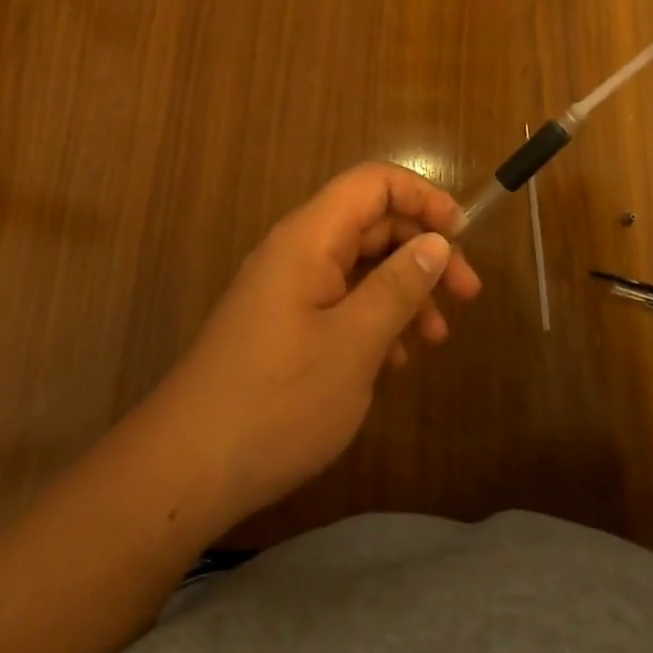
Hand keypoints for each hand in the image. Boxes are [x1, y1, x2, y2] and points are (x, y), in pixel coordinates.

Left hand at [152, 163, 481, 530]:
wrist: (186, 469)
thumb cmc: (278, 400)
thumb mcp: (355, 343)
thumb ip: (399, 286)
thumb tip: (436, 241)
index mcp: (310, 237)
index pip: (373, 183)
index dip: (423, 197)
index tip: (462, 235)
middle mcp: (297, 250)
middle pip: (372, 223)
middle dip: (422, 251)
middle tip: (466, 294)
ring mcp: (287, 288)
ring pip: (360, 266)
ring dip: (403, 290)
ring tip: (435, 338)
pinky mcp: (283, 324)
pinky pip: (340, 300)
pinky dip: (375, 319)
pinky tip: (395, 362)